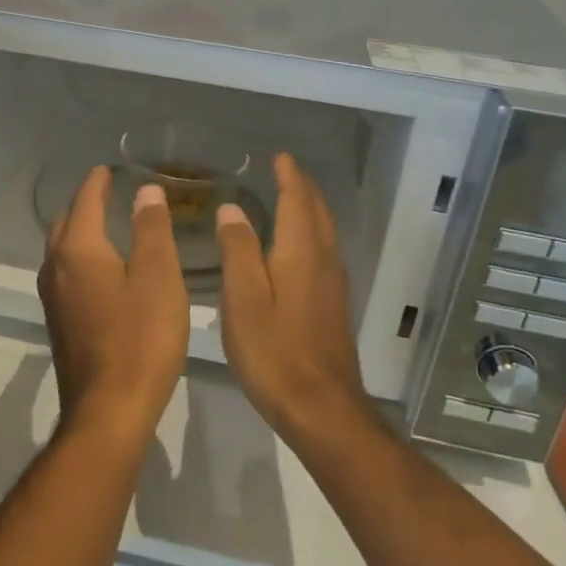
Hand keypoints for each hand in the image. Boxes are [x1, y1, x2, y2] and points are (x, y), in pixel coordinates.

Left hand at [37, 166, 189, 443]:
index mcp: (78, 249)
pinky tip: (103, 270)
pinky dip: (81, 258)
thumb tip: (145, 191)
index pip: (86, 200)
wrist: (109, 410)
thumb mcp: (158, 277)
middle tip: (110, 194)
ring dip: (80, 231)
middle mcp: (56, 267)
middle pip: (66, 223)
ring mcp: (53, 298)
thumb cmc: (141, 338)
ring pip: (62, 250)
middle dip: (85, 204)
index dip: (99, 181)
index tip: (109, 168)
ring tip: (108, 226)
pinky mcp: (59, 322)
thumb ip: (151, 229)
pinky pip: (66, 273)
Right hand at [215, 154, 370, 444]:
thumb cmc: (274, 351)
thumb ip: (238, 249)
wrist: (322, 409)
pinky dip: (310, 234)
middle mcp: (323, 261)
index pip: (298, 200)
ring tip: (290, 199)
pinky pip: (323, 253)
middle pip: (317, 213)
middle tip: (285, 171)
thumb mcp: (243, 298)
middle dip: (303, 188)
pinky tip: (295, 248)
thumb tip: (232, 209)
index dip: (289, 176)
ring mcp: (332, 285)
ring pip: (324, 233)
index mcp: (300, 252)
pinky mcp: (333, 307)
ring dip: (309, 210)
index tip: (279, 156)